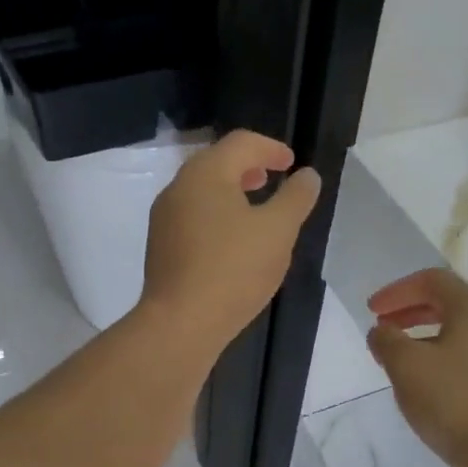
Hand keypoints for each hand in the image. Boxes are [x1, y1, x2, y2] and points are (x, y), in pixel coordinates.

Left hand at [138, 129, 322, 360]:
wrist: (180, 323)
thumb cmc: (233, 270)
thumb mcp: (278, 231)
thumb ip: (296, 198)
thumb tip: (307, 176)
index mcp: (205, 173)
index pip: (241, 143)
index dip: (271, 148)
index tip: (292, 163)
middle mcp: (178, 188)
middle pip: (216, 163)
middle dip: (248, 167)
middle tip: (272, 179)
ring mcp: (164, 219)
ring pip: (202, 192)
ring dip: (231, 192)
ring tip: (255, 210)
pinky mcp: (160, 247)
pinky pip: (193, 218)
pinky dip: (217, 216)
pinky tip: (232, 242)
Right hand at [366, 268, 467, 466]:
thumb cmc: (453, 402)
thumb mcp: (406, 367)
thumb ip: (387, 340)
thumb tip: (382, 331)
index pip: (432, 281)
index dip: (396, 291)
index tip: (372, 310)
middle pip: (450, 301)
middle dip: (411, 310)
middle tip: (383, 326)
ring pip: (462, 329)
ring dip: (426, 334)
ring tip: (401, 355)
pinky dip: (445, 354)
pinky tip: (429, 380)